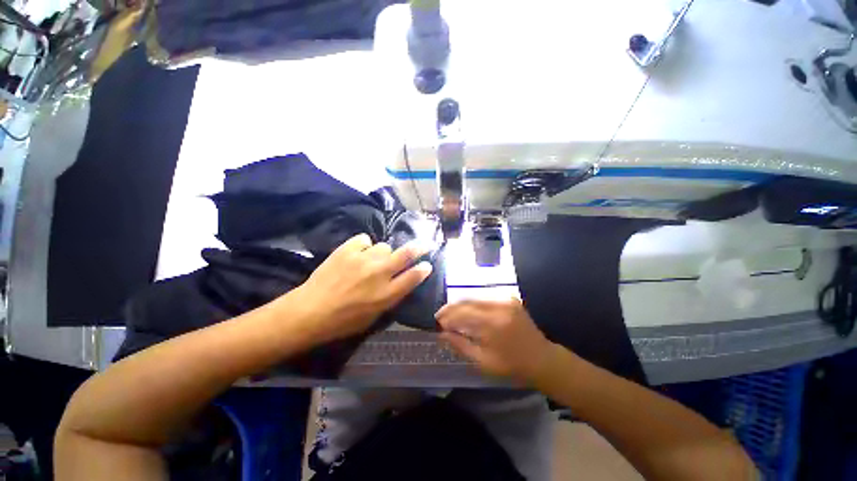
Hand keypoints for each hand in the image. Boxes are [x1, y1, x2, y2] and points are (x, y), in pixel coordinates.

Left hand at [291, 233, 432, 343]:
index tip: (427, 265)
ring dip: (382, 253)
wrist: (309, 311)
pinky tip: (357, 254)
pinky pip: (365, 239)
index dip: (423, 269)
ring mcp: (364, 259)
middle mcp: (379, 273)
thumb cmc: (343, 321)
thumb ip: (390, 298)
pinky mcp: (348, 249)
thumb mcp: (373, 317)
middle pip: (406, 255)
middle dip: (419, 248)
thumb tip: (399, 283)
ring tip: (371, 260)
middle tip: (425, 244)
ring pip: (384, 246)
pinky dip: (364, 246)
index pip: (413, 277)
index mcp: (387, 294)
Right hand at [435, 298, 555, 383]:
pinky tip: (467, 311)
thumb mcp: (483, 361)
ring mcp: (506, 299)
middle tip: (441, 316)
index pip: (463, 313)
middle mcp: (499, 305)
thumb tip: (441, 334)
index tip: (437, 323)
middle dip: (451, 308)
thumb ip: (461, 345)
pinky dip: (473, 304)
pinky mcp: (509, 298)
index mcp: (494, 324)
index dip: (448, 317)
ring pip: (475, 297)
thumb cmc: (512, 365)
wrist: (542, 358)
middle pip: (467, 300)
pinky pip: (485, 297)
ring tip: (451, 315)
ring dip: (461, 305)